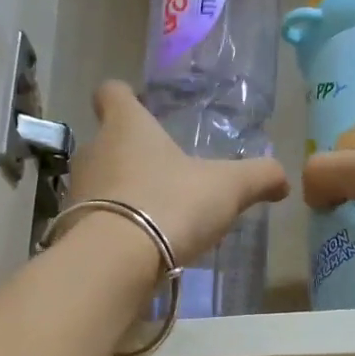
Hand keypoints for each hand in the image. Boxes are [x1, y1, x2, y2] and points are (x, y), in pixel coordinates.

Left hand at [68, 81, 289, 268]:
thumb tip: (283, 179)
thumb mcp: (228, 188)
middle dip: (132, 153)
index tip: (138, 104)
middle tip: (165, 172)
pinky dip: (115, 226)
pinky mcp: (71, 229)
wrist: (115, 262)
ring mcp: (77, 191)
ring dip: (123, 192)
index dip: (124, 96)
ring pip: (101, 181)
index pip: (111, 92)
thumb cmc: (170, 204)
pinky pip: (96, 219)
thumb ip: (258, 177)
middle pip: (107, 140)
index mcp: (127, 126)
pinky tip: (141, 245)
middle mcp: (94, 151)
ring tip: (156, 214)